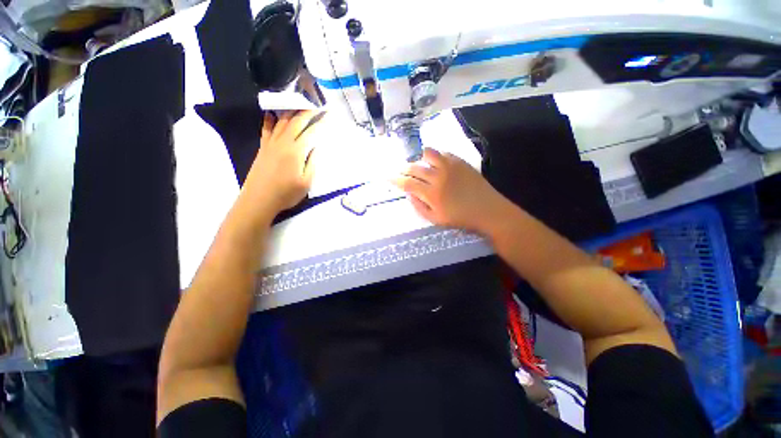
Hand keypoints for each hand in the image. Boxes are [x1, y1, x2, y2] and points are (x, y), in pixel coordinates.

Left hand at [241, 110, 322, 213]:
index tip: (328, 114)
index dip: (321, 122)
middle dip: (308, 111)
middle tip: (317, 104)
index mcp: (296, 151)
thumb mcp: (306, 182)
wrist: (259, 199)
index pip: (311, 132)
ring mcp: (271, 143)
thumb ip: (312, 162)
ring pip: (282, 121)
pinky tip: (272, 112)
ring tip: (299, 103)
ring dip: (292, 110)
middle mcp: (283, 142)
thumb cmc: (286, 193)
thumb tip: (316, 147)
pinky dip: (270, 118)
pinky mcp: (263, 147)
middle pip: (296, 121)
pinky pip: (266, 128)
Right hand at [392, 148, 505, 232]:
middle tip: (400, 171)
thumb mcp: (436, 219)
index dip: (394, 179)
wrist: (488, 210)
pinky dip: (434, 157)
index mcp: (431, 194)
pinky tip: (435, 163)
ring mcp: (450, 166)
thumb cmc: (461, 218)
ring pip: (427, 153)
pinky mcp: (460, 161)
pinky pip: (442, 153)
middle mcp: (438, 176)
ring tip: (418, 165)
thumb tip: (408, 194)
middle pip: (414, 167)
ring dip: (419, 158)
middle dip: (403, 169)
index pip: (407, 183)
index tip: (387, 177)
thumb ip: (419, 207)